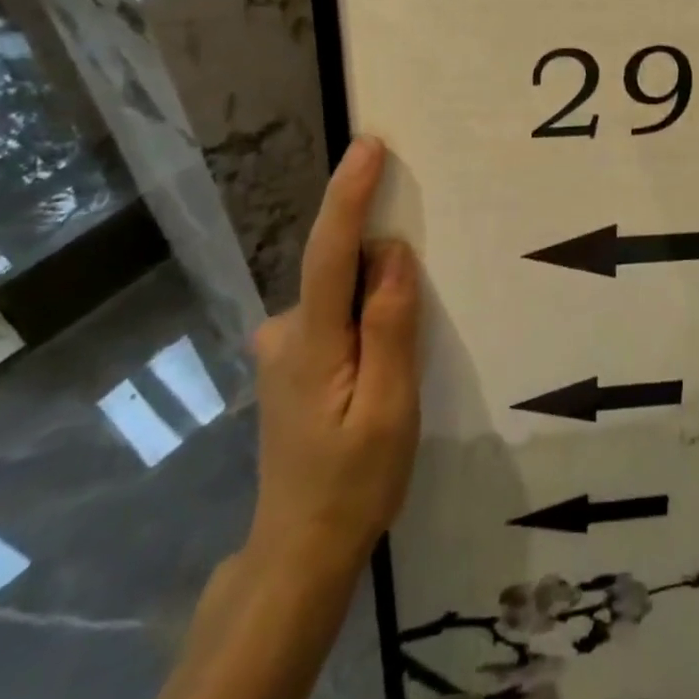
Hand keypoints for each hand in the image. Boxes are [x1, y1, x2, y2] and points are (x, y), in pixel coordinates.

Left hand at [246, 136, 421, 568]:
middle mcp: (285, 332)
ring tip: (401, 365)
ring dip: (376, 303)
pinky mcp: (290, 362)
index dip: (350, 194)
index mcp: (311, 342)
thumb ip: (390, 326)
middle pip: (342, 271)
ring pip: (341, 296)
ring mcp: (282, 348)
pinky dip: (363, 320)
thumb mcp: (390, 408)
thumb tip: (395, 254)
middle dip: (384, 269)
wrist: (299, 552)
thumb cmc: (353, 483)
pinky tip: (379, 370)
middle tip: (416, 322)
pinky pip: (336, 316)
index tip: (370, 146)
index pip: (331, 252)